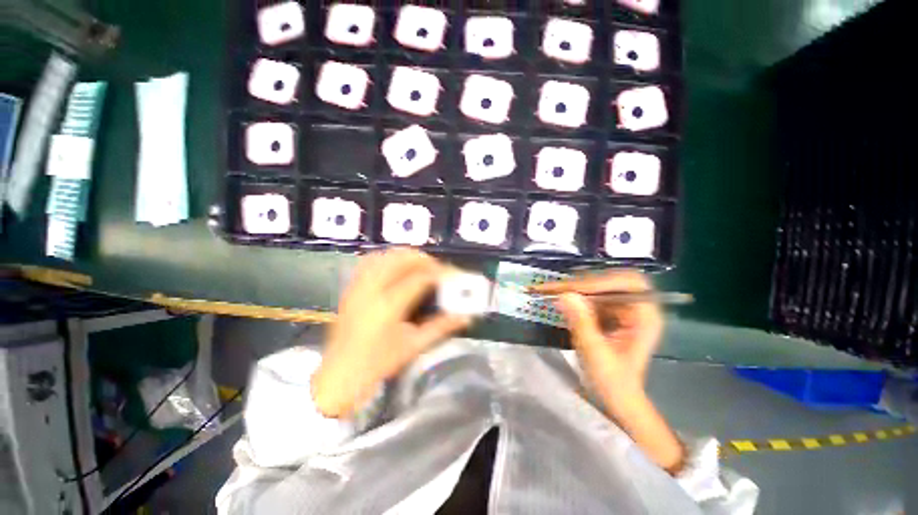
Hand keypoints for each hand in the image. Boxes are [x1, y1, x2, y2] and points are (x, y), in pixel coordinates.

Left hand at [313, 249, 470, 417]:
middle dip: (424, 259)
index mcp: (388, 306)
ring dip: (406, 256)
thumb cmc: (378, 364)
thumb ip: (441, 327)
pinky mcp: (351, 287)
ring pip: (384, 256)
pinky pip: (370, 261)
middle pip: (401, 259)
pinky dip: (388, 259)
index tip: (454, 274)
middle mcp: (371, 289)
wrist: (339, 375)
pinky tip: (397, 267)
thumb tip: (466, 317)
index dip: (440, 273)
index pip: (420, 278)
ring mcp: (358, 286)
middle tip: (439, 269)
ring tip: (421, 266)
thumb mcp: (413, 345)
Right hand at [531, 271, 662, 410]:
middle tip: (559, 287)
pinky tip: (563, 302)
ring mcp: (625, 309)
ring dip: (577, 288)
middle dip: (585, 282)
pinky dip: (577, 296)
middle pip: (613, 280)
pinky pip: (594, 296)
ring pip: (601, 286)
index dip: (600, 282)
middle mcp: (638, 308)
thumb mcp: (595, 353)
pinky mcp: (612, 313)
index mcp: (646, 317)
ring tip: (554, 291)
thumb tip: (565, 294)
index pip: (629, 283)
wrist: (618, 398)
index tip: (572, 289)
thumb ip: (581, 322)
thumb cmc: (612, 381)